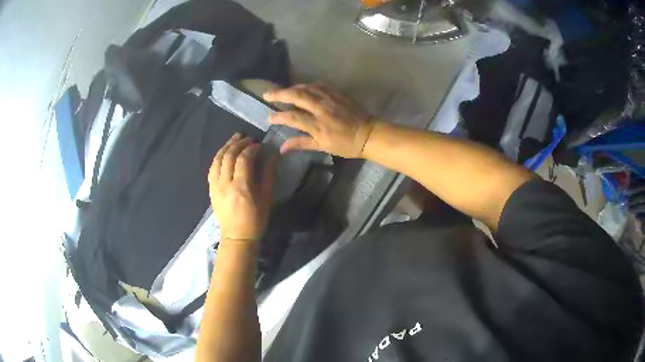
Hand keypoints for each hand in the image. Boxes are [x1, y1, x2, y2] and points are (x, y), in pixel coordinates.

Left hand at [208, 134, 275, 241]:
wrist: (237, 236)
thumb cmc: (256, 219)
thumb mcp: (267, 198)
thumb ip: (268, 175)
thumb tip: (272, 156)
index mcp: (241, 187)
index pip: (243, 159)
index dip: (251, 149)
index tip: (259, 145)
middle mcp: (225, 183)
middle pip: (228, 156)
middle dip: (238, 143)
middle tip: (248, 138)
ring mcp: (215, 186)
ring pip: (218, 159)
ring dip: (226, 146)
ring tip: (235, 138)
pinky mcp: (210, 189)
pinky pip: (212, 168)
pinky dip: (218, 157)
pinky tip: (224, 152)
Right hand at [263, 84, 375, 157]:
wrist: (369, 133)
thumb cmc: (346, 144)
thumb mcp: (323, 147)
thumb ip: (301, 144)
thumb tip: (282, 148)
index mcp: (319, 126)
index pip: (293, 117)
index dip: (279, 116)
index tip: (269, 118)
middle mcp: (322, 109)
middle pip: (297, 96)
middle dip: (280, 94)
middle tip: (267, 94)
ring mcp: (330, 99)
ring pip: (307, 87)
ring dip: (292, 88)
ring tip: (281, 91)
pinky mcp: (337, 93)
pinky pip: (318, 85)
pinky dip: (306, 85)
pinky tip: (301, 87)